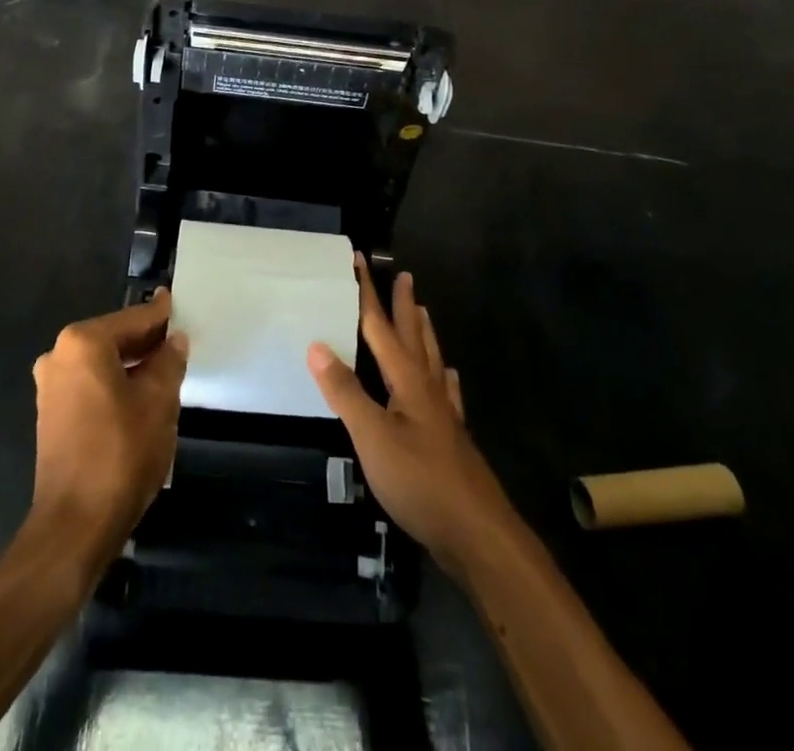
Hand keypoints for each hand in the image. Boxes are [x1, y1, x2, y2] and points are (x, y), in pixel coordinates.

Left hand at [28, 292, 187, 564]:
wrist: (75, 525)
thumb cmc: (120, 452)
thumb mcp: (158, 401)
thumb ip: (168, 361)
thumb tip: (173, 340)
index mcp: (83, 343)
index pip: (134, 319)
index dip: (161, 315)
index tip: (177, 303)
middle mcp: (59, 355)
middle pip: (114, 338)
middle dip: (146, 342)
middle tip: (178, 342)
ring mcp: (50, 386)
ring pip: (101, 363)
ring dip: (131, 365)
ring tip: (165, 371)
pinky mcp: (50, 414)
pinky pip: (89, 384)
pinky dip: (114, 384)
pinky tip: (139, 397)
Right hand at [308, 260, 517, 573]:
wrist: (476, 533)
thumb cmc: (420, 481)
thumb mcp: (372, 436)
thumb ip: (345, 392)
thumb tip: (316, 345)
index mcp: (407, 380)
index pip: (381, 326)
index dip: (368, 294)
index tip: (359, 261)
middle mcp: (428, 388)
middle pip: (413, 336)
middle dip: (403, 305)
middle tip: (404, 275)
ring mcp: (443, 414)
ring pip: (431, 360)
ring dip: (423, 333)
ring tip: (422, 312)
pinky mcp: (451, 439)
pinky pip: (446, 394)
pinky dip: (444, 378)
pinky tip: (449, 377)